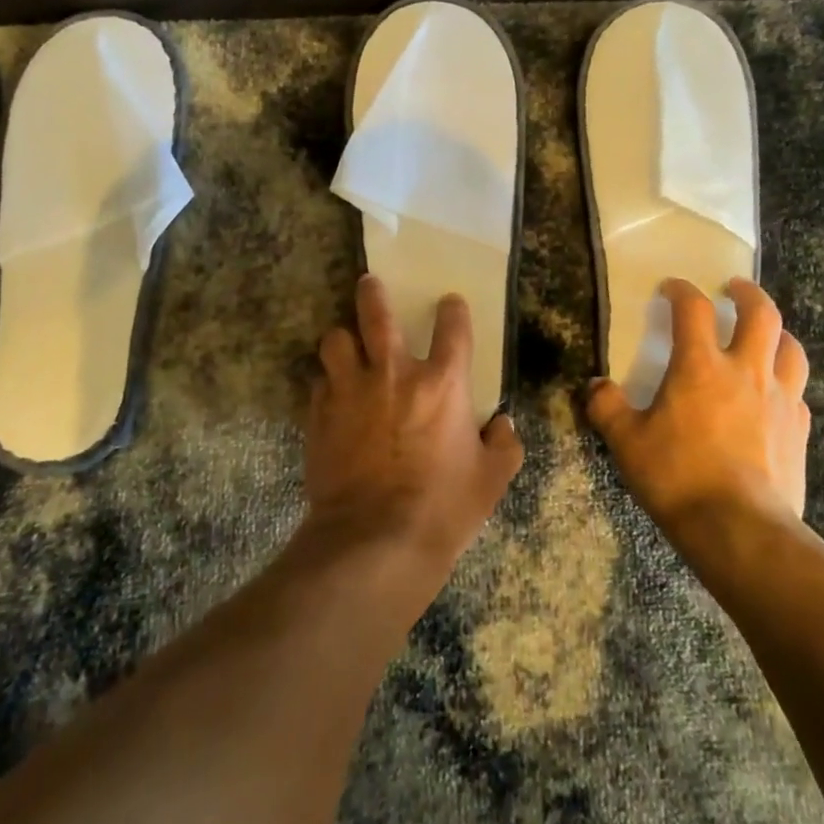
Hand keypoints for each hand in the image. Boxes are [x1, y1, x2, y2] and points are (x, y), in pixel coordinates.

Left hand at [302, 275, 524, 601]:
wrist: (375, 540)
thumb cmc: (444, 508)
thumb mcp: (492, 480)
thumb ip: (504, 445)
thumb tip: (503, 425)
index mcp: (442, 383)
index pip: (453, 327)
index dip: (452, 310)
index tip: (449, 303)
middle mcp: (394, 374)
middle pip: (376, 314)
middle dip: (372, 293)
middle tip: (369, 283)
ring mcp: (351, 391)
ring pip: (335, 341)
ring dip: (342, 339)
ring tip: (345, 344)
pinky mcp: (320, 415)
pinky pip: (319, 382)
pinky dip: (327, 382)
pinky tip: (332, 394)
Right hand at [586, 279, 809, 529]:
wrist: (739, 529)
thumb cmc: (677, 477)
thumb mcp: (626, 442)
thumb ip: (607, 407)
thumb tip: (595, 386)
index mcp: (701, 366)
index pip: (693, 309)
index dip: (681, 290)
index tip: (671, 288)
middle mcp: (746, 371)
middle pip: (761, 314)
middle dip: (747, 294)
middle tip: (734, 289)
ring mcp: (780, 399)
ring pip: (791, 348)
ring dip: (778, 332)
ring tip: (766, 334)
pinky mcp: (799, 430)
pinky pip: (798, 392)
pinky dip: (786, 381)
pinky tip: (775, 393)